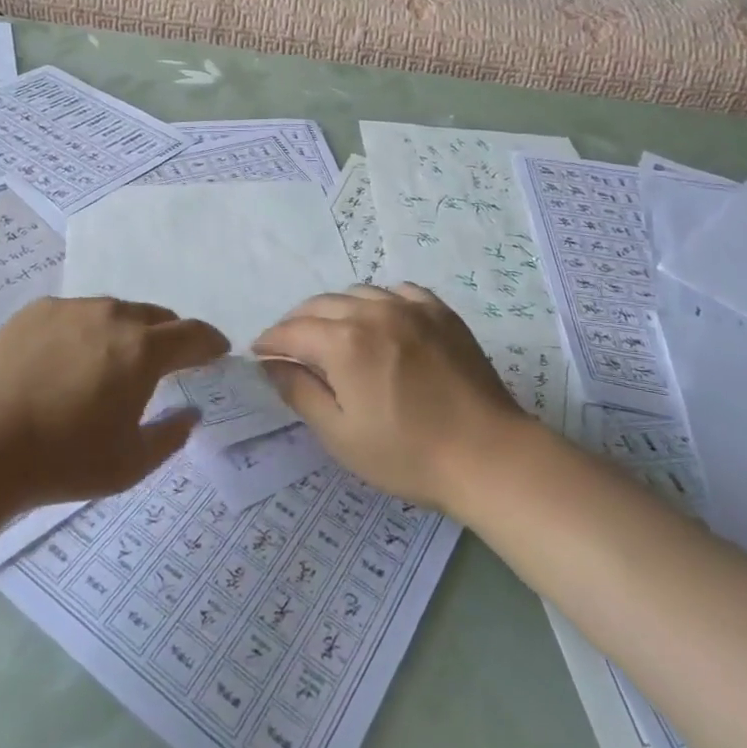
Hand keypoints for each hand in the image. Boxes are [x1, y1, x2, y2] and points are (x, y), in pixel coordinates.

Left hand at [0, 297, 227, 512]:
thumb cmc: (62, 461)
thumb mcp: (129, 464)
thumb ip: (171, 435)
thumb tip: (191, 412)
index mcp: (142, 350)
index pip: (192, 334)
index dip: (210, 342)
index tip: (217, 351)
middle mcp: (112, 315)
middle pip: (155, 317)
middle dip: (168, 337)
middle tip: (165, 363)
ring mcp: (71, 308)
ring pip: (114, 312)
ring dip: (125, 332)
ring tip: (111, 363)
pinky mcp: (35, 311)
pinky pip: (76, 315)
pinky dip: (86, 331)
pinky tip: (68, 360)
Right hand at [253, 284, 530, 511]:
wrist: (487, 455)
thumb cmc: (407, 454)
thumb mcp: (341, 435)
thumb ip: (299, 393)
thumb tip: (271, 364)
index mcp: (344, 342)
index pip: (292, 330)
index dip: (270, 341)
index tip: (259, 352)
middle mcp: (373, 311)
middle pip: (320, 305)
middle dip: (297, 322)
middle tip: (289, 345)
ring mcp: (410, 307)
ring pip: (357, 293)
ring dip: (335, 309)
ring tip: (332, 332)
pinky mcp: (440, 312)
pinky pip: (397, 292)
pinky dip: (377, 302)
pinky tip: (379, 320)